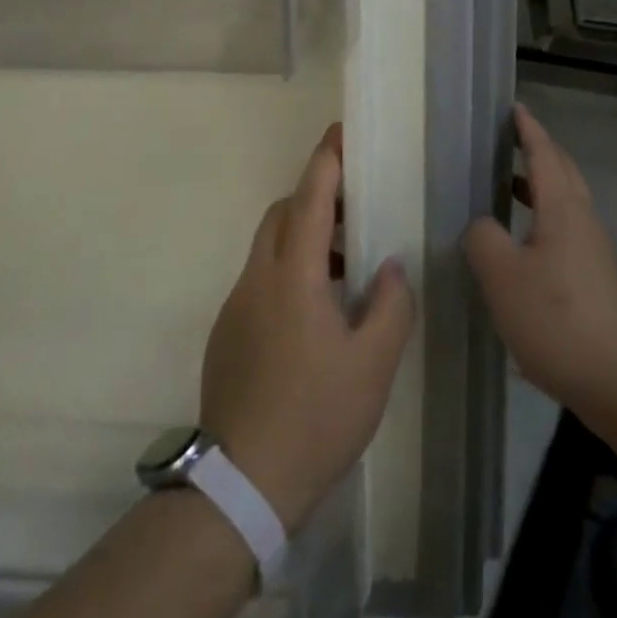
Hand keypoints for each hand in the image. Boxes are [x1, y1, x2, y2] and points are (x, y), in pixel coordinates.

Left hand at [200, 125, 414, 531]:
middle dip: (314, 196)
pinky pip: (259, 280)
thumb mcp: (373, 365)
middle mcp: (257, 278)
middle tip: (353, 206)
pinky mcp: (226, 333)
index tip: (341, 132)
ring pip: (268, 247)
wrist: (241, 485)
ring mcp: (236, 305)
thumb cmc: (315, 416)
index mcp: (293, 275)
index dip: (326, 160)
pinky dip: (286, 271)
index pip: (310, 198)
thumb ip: (390, 305)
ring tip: (343, 265)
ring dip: (302, 237)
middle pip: (282, 213)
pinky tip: (313, 314)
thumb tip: (389, 267)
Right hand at [464, 105, 616, 432]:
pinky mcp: (593, 277)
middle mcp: (582, 220)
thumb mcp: (502, 276)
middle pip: (562, 171)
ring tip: (508, 184)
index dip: (528, 130)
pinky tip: (521, 242)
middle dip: (538, 149)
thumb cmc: (556, 319)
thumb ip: (484, 239)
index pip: (544, 154)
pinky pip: (565, 226)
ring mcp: (592, 250)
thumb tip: (482, 225)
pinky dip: (542, 215)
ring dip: (539, 183)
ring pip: (565, 200)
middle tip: (510, 137)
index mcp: (563, 208)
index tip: (515, 108)